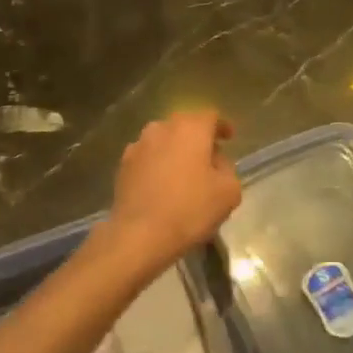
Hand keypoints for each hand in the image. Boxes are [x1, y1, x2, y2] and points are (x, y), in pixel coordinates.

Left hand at [107, 111, 241, 271]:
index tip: (229, 138)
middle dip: (198, 138)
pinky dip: (157, 165)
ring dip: (175, 151)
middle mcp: (162, 128)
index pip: (211, 117)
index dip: (222, 127)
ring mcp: (138, 145)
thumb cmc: (190, 209)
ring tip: (183, 172)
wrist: (139, 234)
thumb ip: (228, 170)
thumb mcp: (229, 192)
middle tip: (209, 158)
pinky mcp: (123, 165)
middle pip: (184, 126)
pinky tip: (162, 185)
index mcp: (190, 128)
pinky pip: (147, 157)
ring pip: (163, 140)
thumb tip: (216, 163)